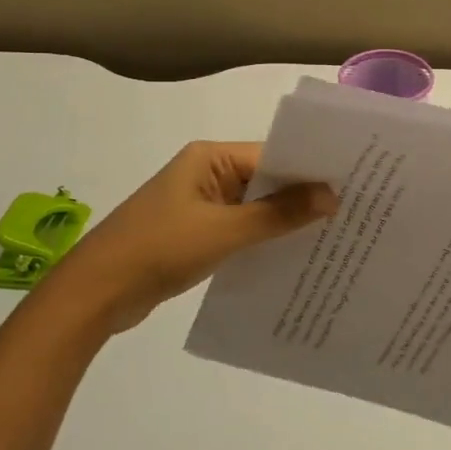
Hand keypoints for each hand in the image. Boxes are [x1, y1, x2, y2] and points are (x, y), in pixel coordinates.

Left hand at [58, 142, 335, 331]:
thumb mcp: (225, 231)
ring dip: (285, 222)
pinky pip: (241, 230)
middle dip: (303, 197)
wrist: (95, 294)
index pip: (273, 155)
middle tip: (355, 212)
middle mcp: (207, 174)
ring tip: (334, 235)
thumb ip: (278, 214)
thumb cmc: (159, 249)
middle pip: (267, 180)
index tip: (353, 185)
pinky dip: (264, 240)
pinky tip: (295, 256)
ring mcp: (201, 205)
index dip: (311, 170)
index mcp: (210, 158)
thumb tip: (332, 196)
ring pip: (256, 208)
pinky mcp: (197, 234)